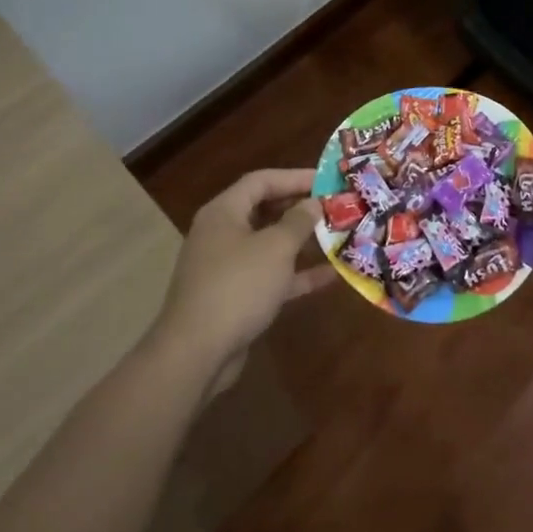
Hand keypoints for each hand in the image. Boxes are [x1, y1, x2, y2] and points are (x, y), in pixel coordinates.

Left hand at [154, 169, 318, 373]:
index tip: (327, 181)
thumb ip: (298, 221)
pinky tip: (330, 276)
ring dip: (302, 242)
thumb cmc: (237, 286)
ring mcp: (227, 268)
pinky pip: (270, 276)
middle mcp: (222, 234)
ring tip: (337, 236)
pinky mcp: (235, 298)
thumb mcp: (275, 248)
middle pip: (265, 211)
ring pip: (269, 245)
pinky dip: (296, 274)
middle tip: (334, 208)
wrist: (195, 354)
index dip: (295, 177)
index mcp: (224, 212)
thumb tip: (313, 203)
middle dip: (300, 209)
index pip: (261, 181)